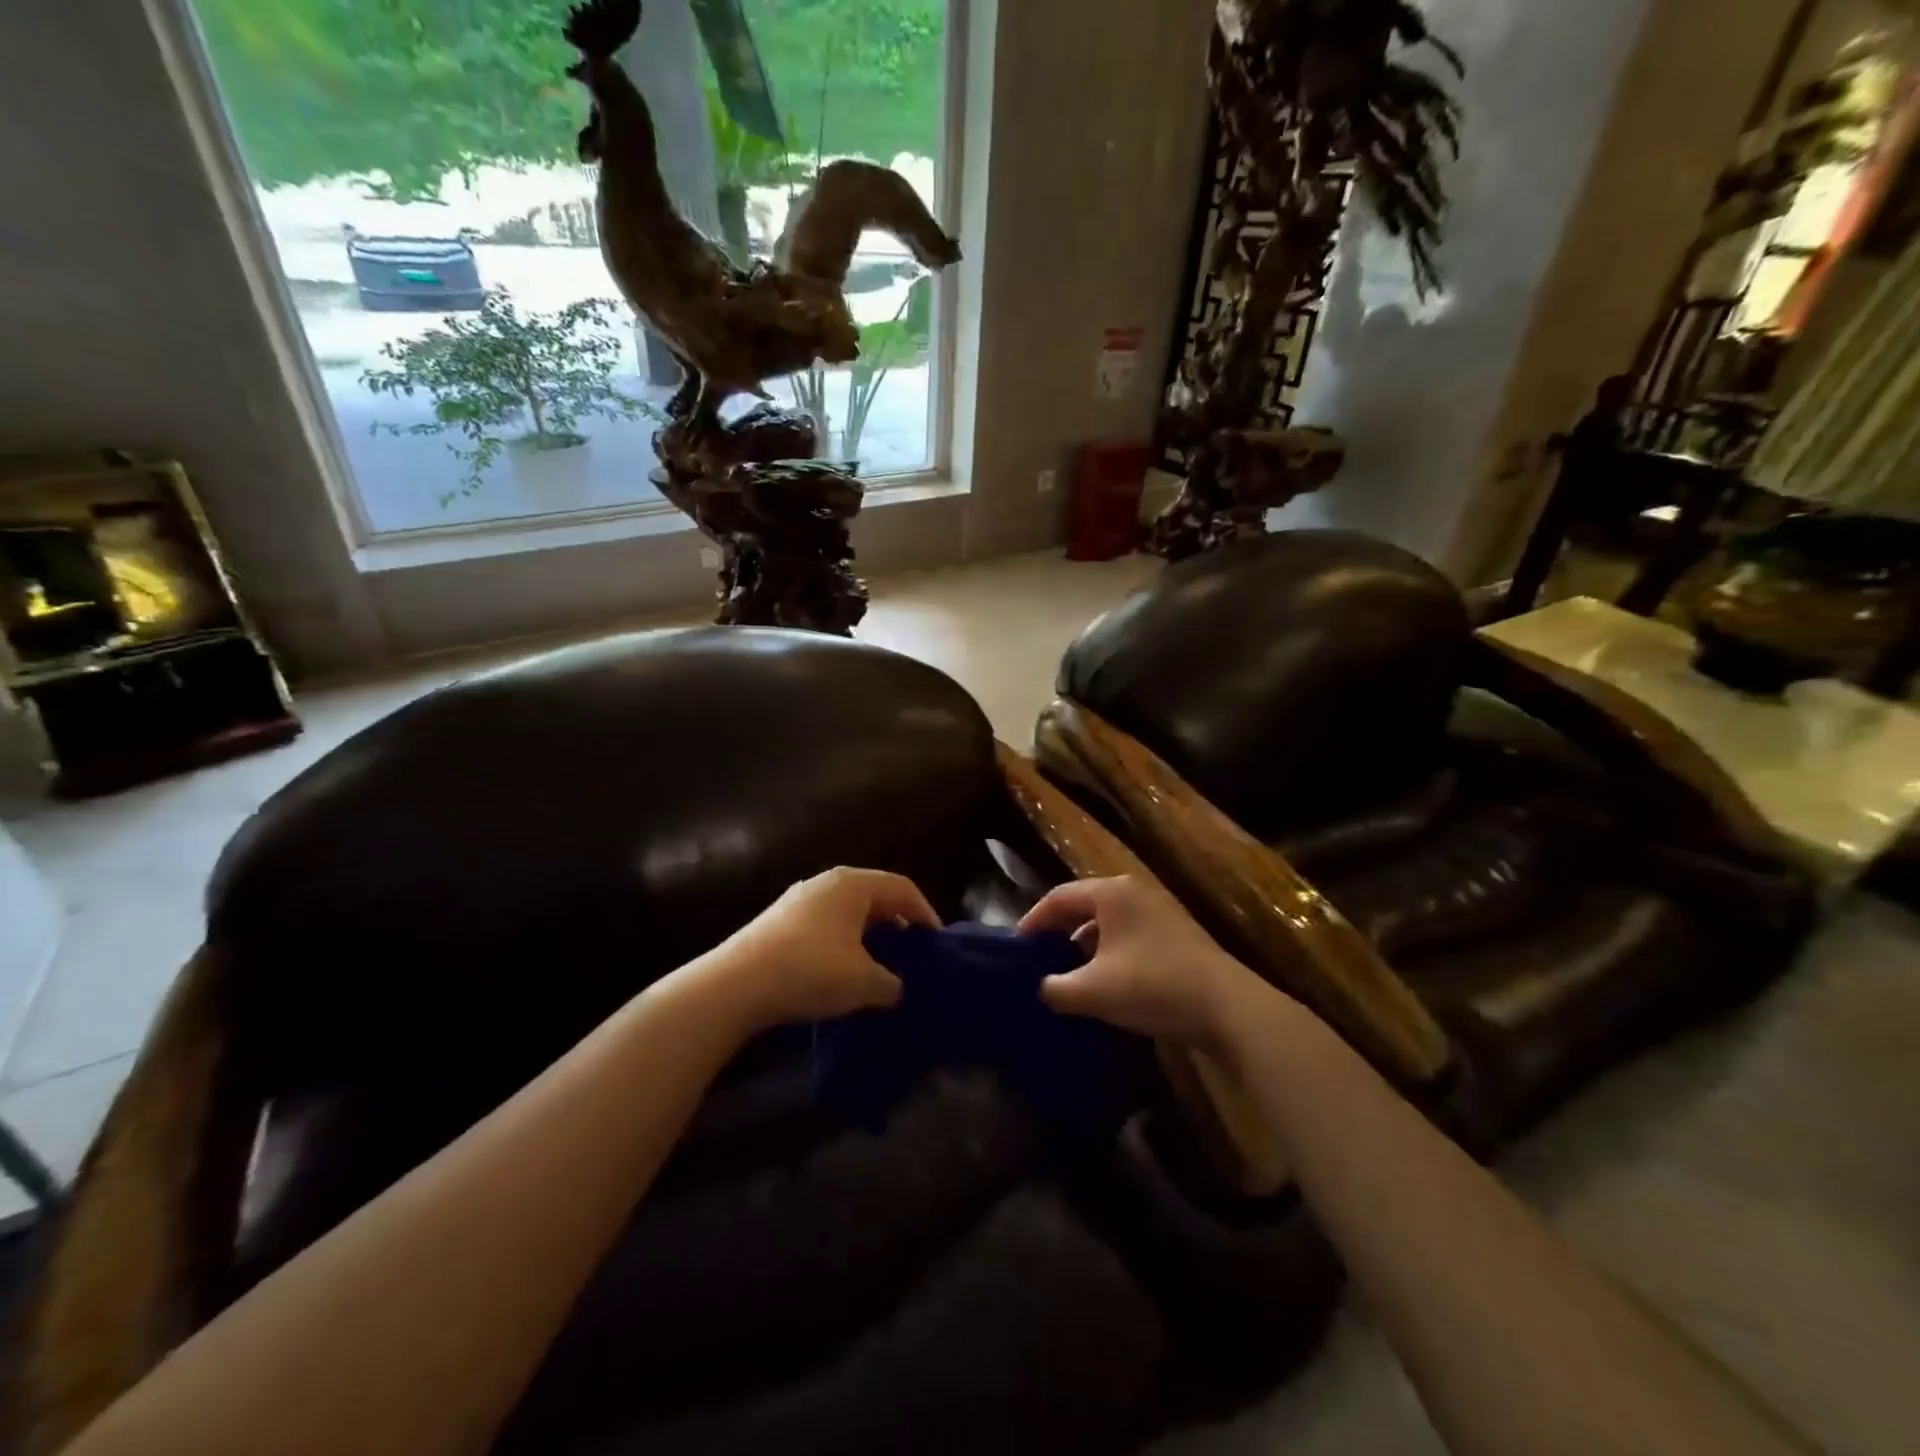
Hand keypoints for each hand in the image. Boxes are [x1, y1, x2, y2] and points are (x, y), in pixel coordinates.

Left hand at [703, 867, 939, 1031]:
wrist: (734, 985)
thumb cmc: (809, 971)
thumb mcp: (863, 983)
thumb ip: (892, 983)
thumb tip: (898, 987)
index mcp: (853, 884)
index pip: (903, 888)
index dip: (925, 915)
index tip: (937, 945)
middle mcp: (827, 882)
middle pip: (875, 897)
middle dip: (897, 926)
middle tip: (912, 956)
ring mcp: (799, 899)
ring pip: (849, 912)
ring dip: (869, 937)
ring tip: (879, 968)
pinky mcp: (779, 921)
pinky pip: (826, 924)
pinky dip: (843, 943)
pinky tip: (842, 972)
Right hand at [1017, 875, 1263, 1046]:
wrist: (1228, 1008)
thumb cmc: (1152, 986)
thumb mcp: (1093, 991)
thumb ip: (1055, 988)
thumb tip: (1041, 988)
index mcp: (1111, 893)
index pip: (1058, 897)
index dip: (1032, 921)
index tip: (1015, 949)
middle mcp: (1135, 892)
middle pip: (1083, 906)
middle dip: (1058, 933)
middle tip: (1037, 960)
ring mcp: (1160, 912)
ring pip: (1107, 923)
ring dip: (1084, 947)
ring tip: (1068, 975)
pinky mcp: (1176, 935)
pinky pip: (1128, 936)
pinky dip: (1109, 954)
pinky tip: (1105, 983)